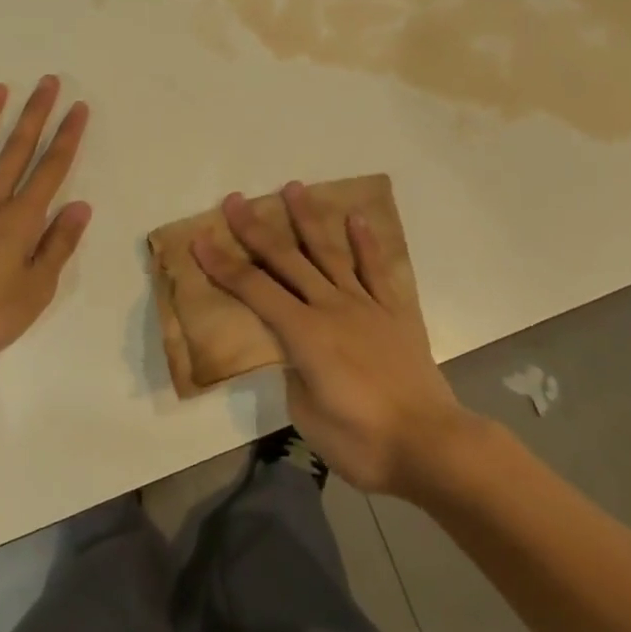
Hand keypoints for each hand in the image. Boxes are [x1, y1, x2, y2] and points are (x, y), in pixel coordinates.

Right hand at [194, 182, 475, 496]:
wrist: (430, 444)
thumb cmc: (362, 441)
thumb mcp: (307, 417)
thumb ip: (295, 375)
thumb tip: (296, 355)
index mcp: (304, 334)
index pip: (254, 290)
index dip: (223, 265)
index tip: (200, 239)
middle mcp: (331, 307)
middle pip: (286, 260)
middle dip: (256, 229)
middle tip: (236, 200)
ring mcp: (364, 305)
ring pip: (329, 252)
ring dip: (308, 219)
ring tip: (292, 187)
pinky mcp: (394, 312)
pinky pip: (376, 269)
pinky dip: (365, 242)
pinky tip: (355, 218)